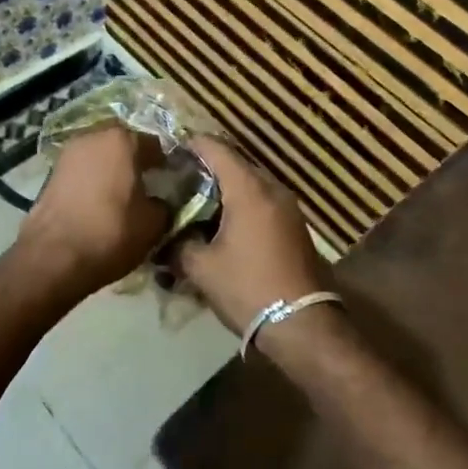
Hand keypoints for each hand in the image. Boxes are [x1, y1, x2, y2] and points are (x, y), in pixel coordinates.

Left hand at [12, 125, 170, 298]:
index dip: (165, 163)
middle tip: (145, 183)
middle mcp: (94, 136)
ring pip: (99, 154)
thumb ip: (164, 205)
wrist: (53, 256)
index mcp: (124, 140)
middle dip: (134, 159)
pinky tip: (98, 201)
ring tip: (120, 193)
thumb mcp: (153, 224)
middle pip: (123, 142)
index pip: (154, 144)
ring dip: (110, 167)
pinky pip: (82, 169)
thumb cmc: (111, 232)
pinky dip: (92, 179)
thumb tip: (160, 202)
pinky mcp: (51, 171)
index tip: (170, 180)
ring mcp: (68, 152)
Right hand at [169, 136, 332, 335]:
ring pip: (250, 185)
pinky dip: (241, 205)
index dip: (190, 144)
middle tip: (177, 181)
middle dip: (206, 169)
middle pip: (234, 164)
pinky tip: (223, 226)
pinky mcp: (295, 226)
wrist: (302, 324)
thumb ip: (178, 244)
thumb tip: (166, 238)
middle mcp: (272, 189)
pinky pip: (262, 203)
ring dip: (224, 190)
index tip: (168, 151)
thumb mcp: (201, 268)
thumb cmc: (247, 288)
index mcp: (248, 189)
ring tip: (196, 205)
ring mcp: (288, 207)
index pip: (216, 149)